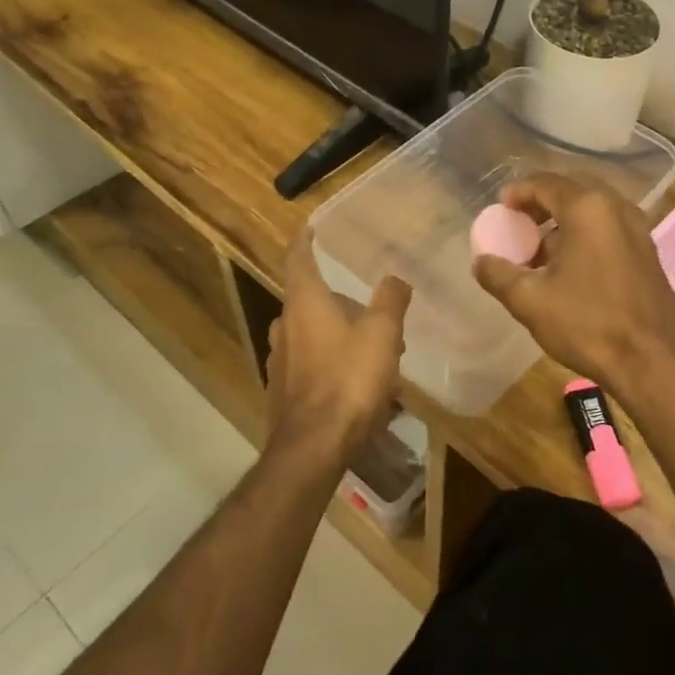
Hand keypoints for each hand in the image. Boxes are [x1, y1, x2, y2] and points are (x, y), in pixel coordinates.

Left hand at [266, 231, 411, 462]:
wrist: (313, 448)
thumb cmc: (348, 381)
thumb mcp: (382, 335)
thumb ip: (390, 301)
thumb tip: (395, 278)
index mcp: (304, 304)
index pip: (298, 259)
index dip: (304, 241)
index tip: (310, 227)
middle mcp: (284, 326)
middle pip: (308, 299)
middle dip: (336, 297)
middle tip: (369, 305)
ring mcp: (279, 361)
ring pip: (310, 333)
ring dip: (337, 332)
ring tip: (372, 347)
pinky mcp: (283, 391)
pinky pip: (309, 363)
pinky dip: (330, 360)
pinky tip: (356, 380)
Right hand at [472, 173, 674, 402]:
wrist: (654, 364)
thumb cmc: (588, 324)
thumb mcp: (530, 301)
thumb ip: (498, 274)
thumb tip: (481, 261)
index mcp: (588, 209)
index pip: (545, 183)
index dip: (518, 191)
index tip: (500, 208)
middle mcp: (617, 208)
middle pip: (572, 190)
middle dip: (542, 202)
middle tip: (519, 222)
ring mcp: (639, 230)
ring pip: (593, 210)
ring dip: (564, 220)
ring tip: (540, 248)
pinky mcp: (649, 253)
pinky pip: (610, 228)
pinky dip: (585, 234)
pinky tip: (570, 266)